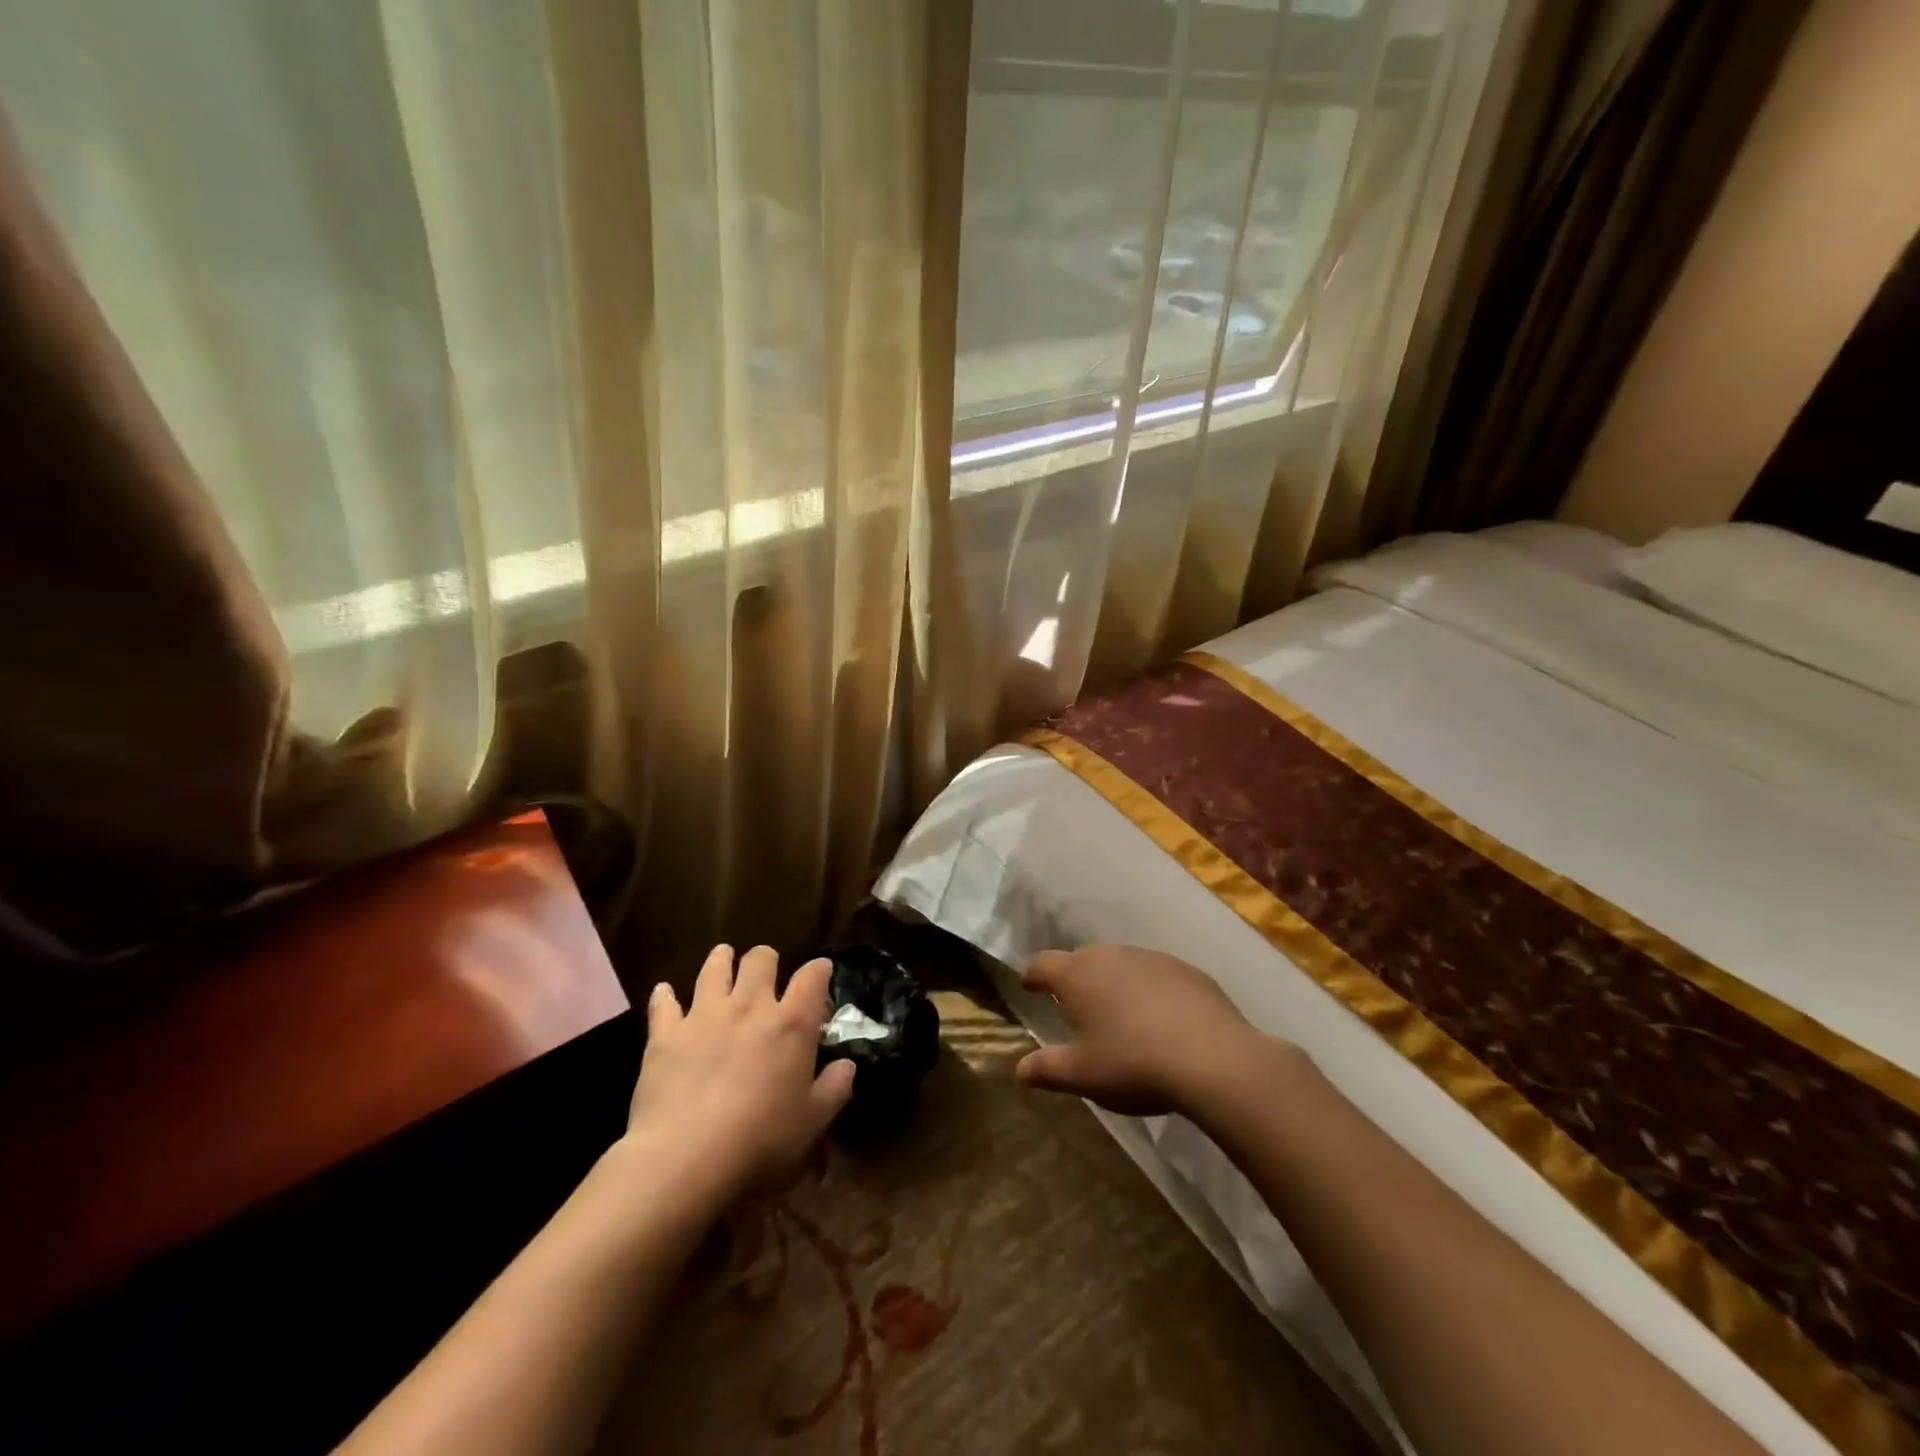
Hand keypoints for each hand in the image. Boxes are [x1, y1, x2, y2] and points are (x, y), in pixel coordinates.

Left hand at [624, 945, 854, 1197]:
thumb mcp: (812, 1123)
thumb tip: (847, 1066)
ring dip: (721, 961)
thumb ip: (834, 1089)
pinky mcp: (666, 1034)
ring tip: (723, 959)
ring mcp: (705, 1015)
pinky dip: (665, 996)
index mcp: (792, 1024)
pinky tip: (664, 993)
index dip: (819, 969)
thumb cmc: (760, 1141)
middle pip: (760, 960)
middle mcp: (750, 1006)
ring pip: (714, 969)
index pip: (812, 978)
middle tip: (766, 970)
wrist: (686, 1157)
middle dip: (766, 960)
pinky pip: (664, 1003)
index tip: (821, 970)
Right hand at [1015, 944, 1288, 1115]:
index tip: (1030, 987)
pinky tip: (1161, 1020)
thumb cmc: (1132, 1063)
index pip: (1042, 963)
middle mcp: (1110, 955)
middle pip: (1082, 960)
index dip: (1033, 975)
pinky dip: (1149, 990)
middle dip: (1075, 981)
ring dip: (1113, 984)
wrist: (1212, 1058)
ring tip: (1120, 1017)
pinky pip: (1155, 974)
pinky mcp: (1185, 969)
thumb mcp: (1083, 1075)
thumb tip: (1019, 1070)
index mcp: (1077, 975)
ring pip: (1120, 964)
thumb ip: (1046, 1069)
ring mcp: (1150, 958)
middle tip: (1077, 1010)